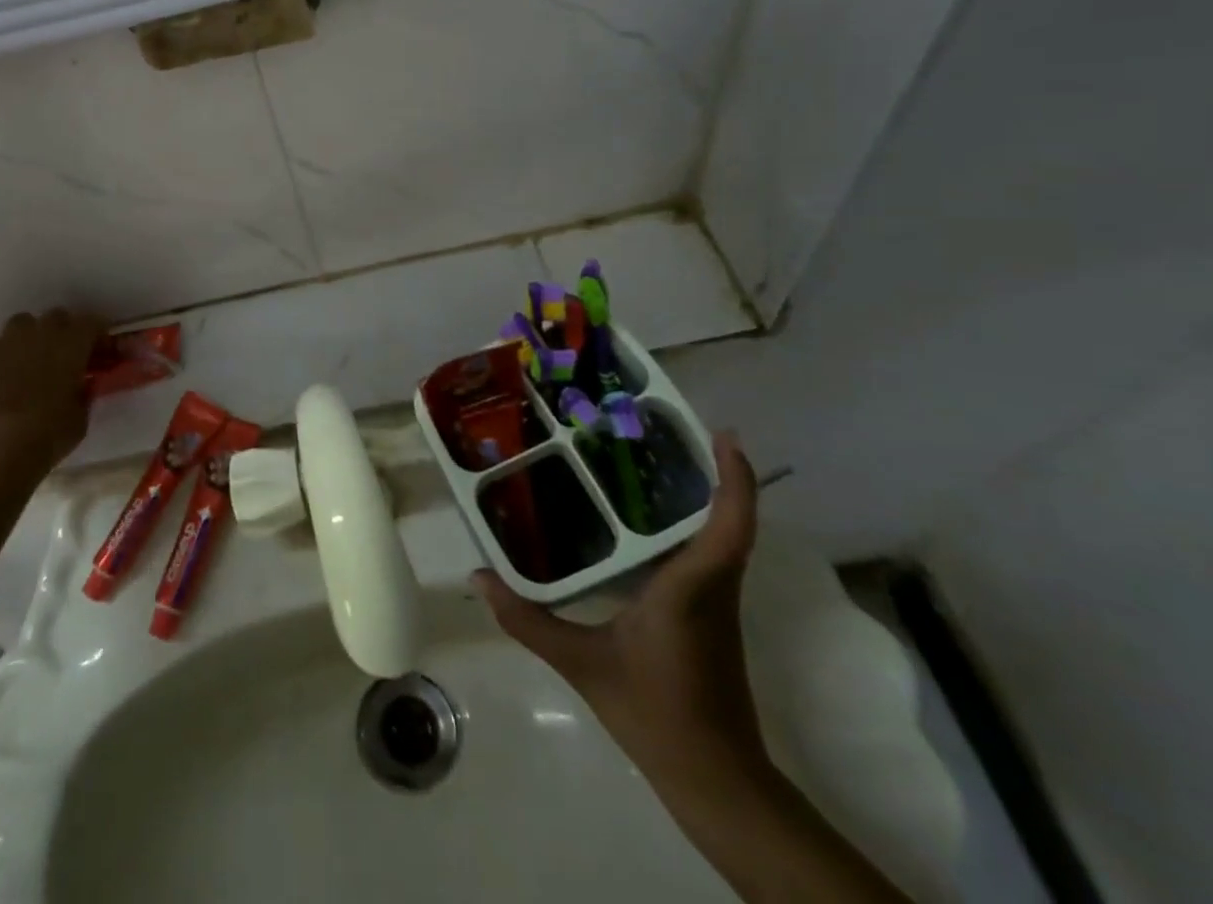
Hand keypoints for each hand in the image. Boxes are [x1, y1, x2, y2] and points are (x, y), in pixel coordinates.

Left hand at [0, 309, 106, 470]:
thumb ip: (83, 393)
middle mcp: (41, 333)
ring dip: (26, 337)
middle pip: (55, 317)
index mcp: (72, 345)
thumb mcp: (80, 418)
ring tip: (24, 360)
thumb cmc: (49, 435)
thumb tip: (81, 385)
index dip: (95, 335)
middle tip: (60, 356)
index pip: (91, 323)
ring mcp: (6, 340)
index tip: (96, 350)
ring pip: (20, 323)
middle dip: (61, 331)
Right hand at [475, 431, 766, 792]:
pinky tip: (646, 523)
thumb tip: (478, 577)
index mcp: (691, 589)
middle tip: (666, 432)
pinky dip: (691, 528)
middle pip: (727, 520)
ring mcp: (717, 605)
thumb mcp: (582, 664)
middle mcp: (713, 588)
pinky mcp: (711, 618)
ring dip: (703, 498)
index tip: (723, 435)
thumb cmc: (655, 712)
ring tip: (652, 463)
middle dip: (710, 473)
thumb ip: (528, 619)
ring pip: (720, 538)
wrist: (714, 780)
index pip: (729, 526)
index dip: (734, 479)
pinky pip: (708, 557)